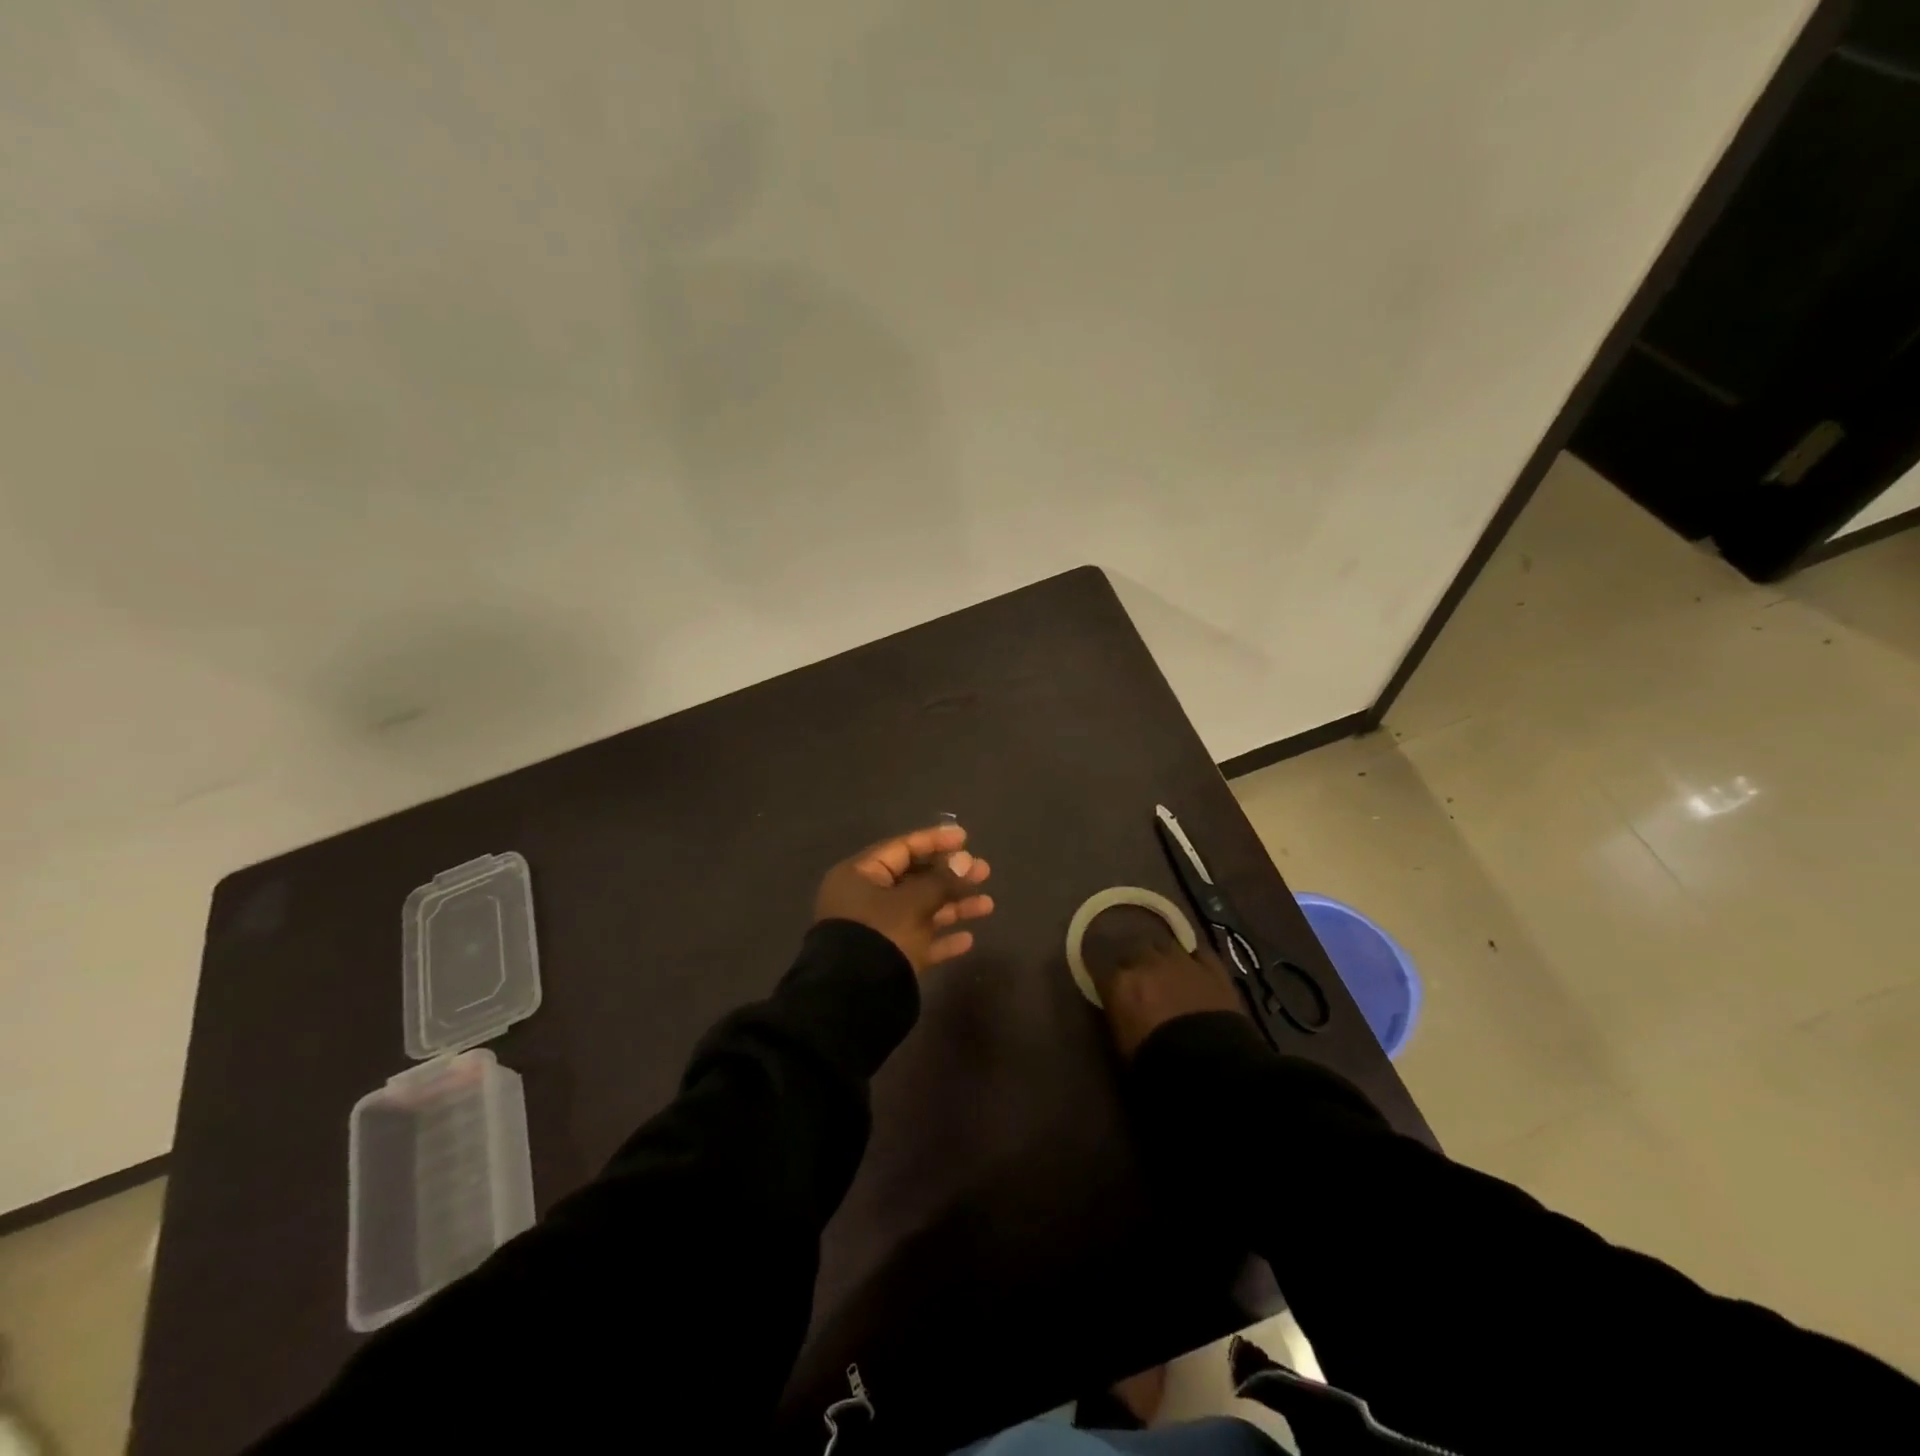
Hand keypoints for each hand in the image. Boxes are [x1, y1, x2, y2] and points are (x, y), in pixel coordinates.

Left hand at [815, 823, 993, 975]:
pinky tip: (968, 940)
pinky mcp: (888, 959)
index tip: (965, 838)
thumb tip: (965, 861)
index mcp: (860, 875)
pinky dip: (942, 939)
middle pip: (914, 879)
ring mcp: (877, 930)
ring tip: (988, 905)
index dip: (935, 841)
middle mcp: (865, 899)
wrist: (854, 998)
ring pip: (921, 911)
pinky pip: (918, 941)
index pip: (901, 848)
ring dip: (954, 907)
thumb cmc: (880, 933)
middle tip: (984, 872)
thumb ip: (941, 880)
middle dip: (951, 876)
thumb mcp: (912, 902)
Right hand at [1081, 905, 1246, 1057]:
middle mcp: (1146, 962)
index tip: (1110, 989)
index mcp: (1120, 982)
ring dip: (1163, 957)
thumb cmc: (1155, 1062)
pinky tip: (1195, 967)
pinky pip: (1199, 953)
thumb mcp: (1122, 1042)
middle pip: (1134, 951)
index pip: (1103, 970)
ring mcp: (1181, 961)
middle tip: (1141, 982)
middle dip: (1136, 964)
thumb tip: (1119, 1006)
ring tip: (1167, 971)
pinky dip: (1195, 959)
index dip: (1108, 980)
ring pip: (1165, 946)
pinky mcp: (1212, 967)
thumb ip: (1118, 1014)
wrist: (1208, 1063)